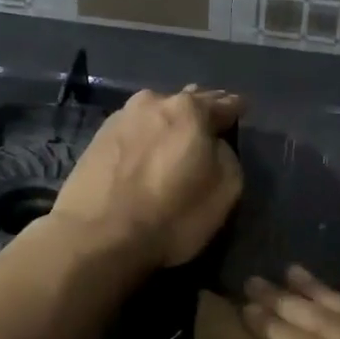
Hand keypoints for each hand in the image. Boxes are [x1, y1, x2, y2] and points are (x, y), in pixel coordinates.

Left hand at [51, 85, 243, 268]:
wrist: (97, 236)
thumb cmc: (172, 215)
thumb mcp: (226, 191)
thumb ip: (227, 156)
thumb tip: (214, 146)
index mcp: (190, 110)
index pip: (224, 103)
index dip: (236, 109)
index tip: (242, 110)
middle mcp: (154, 102)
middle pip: (188, 102)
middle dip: (202, 111)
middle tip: (212, 123)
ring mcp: (121, 117)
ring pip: (157, 113)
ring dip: (170, 122)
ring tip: (177, 138)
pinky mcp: (97, 138)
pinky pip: (135, 129)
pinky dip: (147, 136)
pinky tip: (148, 150)